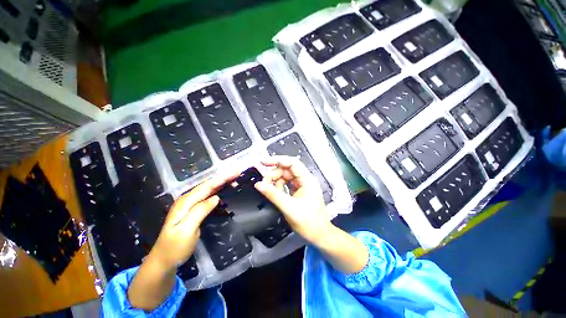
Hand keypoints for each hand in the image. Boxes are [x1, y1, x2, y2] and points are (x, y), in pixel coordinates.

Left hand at [148, 172, 236, 269]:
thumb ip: (199, 211)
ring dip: (222, 182)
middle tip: (238, 171)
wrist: (163, 260)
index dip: (222, 178)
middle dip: (224, 177)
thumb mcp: (186, 231)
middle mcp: (188, 199)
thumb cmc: (174, 247)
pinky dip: (218, 190)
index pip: (207, 186)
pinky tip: (224, 188)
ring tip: (235, 178)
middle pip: (209, 185)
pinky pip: (208, 195)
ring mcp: (190, 204)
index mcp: (186, 202)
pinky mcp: (194, 209)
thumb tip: (215, 198)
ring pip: (209, 189)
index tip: (235, 172)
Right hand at [254, 156, 330, 243]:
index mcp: (307, 180)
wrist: (320, 235)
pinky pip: (286, 184)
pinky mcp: (299, 191)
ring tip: (268, 189)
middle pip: (287, 169)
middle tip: (263, 183)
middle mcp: (305, 179)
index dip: (277, 160)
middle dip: (274, 174)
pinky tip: (275, 193)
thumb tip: (258, 184)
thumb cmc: (308, 222)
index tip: (263, 162)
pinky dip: (279, 187)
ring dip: (275, 181)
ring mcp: (302, 185)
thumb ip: (273, 195)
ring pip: (285, 176)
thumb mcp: (289, 208)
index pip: (292, 163)